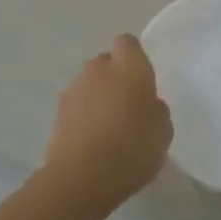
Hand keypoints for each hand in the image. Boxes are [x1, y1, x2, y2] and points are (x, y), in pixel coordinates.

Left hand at [42, 34, 172, 207]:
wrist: (83, 177)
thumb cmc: (133, 147)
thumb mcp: (163, 131)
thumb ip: (157, 110)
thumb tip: (149, 104)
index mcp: (129, 67)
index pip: (127, 42)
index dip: (134, 57)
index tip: (142, 78)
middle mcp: (98, 70)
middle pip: (106, 63)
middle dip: (114, 77)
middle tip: (127, 105)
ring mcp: (73, 90)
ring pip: (88, 85)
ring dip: (96, 98)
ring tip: (108, 128)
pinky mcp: (56, 114)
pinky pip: (76, 107)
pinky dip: (83, 118)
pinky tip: (92, 142)